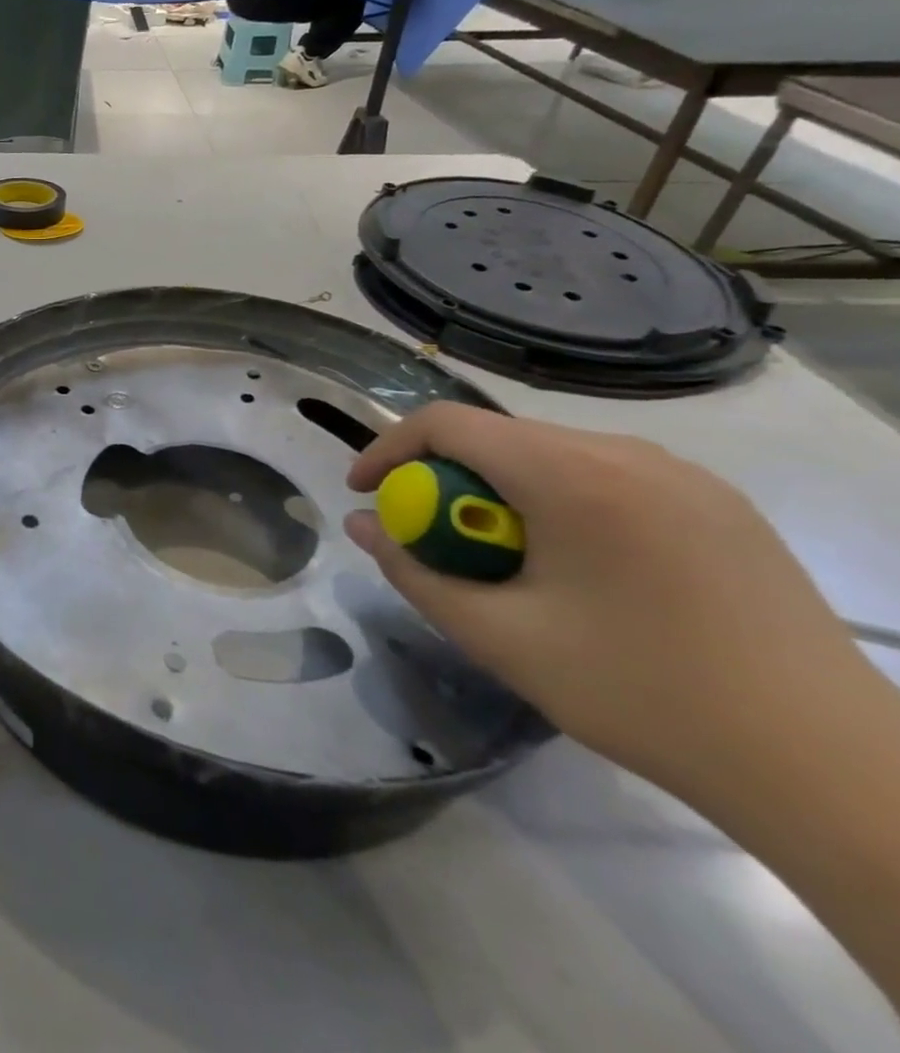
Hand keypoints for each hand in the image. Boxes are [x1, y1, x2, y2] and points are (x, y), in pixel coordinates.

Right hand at [343, 404, 861, 797]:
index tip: (365, 494)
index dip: (388, 449)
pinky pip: (605, 476)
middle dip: (444, 478)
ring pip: (550, 455)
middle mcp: (629, 454)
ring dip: (499, 490)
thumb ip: (413, 572)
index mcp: (573, 476)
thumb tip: (361, 526)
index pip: (446, 423)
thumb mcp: (499, 638)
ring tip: (503, 559)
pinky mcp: (720, 506)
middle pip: (498, 436)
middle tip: (433, 539)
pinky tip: (576, 567)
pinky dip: (557, 501)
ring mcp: (685, 477)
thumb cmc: (643, 694)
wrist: (831, 769)